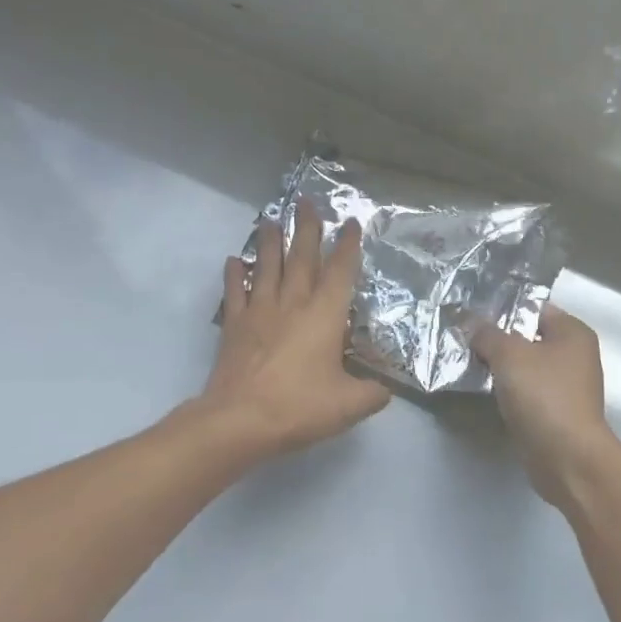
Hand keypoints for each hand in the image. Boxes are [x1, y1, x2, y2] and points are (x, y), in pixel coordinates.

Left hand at [199, 200, 389, 458]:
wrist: (240, 420)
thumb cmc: (299, 407)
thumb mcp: (349, 405)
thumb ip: (372, 394)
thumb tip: (385, 390)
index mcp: (324, 316)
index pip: (340, 272)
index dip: (348, 246)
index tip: (350, 223)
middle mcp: (293, 304)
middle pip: (302, 258)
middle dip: (307, 228)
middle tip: (306, 201)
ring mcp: (260, 312)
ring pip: (267, 267)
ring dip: (270, 241)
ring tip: (271, 218)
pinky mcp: (235, 326)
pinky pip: (235, 292)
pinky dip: (235, 275)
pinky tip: (234, 261)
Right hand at [471, 304, 620, 510]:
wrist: (567, 458)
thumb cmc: (544, 396)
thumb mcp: (509, 355)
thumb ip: (487, 334)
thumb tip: (469, 321)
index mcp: (573, 332)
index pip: (534, 308)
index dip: (503, 308)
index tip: (471, 313)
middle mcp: (575, 355)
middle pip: (528, 337)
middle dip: (497, 338)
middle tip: (463, 338)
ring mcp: (566, 386)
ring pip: (525, 366)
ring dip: (500, 366)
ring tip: (467, 361)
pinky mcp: (555, 412)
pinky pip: (526, 391)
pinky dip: (508, 390)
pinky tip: (484, 389)